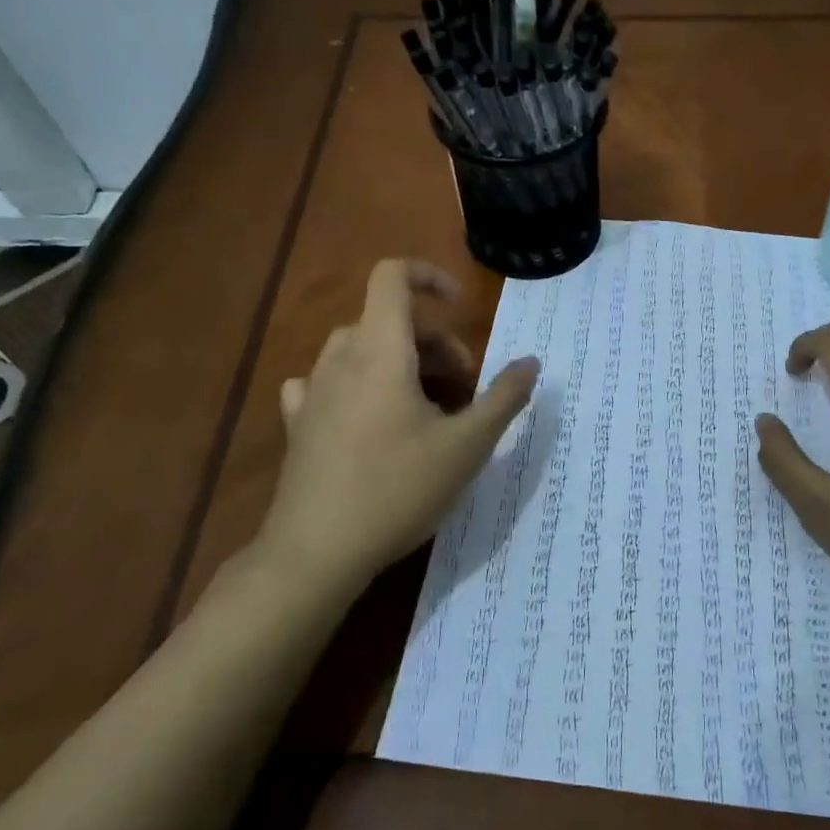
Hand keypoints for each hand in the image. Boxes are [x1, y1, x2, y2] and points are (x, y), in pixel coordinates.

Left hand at [252, 258, 538, 596]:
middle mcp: (340, 359)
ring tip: (426, 404)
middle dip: (434, 340)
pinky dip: (355, 383)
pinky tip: (366, 413)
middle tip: (465, 384)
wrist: (316, 552)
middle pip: (386, 319)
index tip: (461, 306)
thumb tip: (531, 362)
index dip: (429, 277)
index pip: (392, 277)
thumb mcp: (467, 446)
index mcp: (380, 351)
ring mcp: (313, 391)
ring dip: (399, 360)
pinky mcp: (298, 424)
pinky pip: (327, 381)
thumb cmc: (397, 489)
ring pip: (359, 349)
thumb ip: (504, 398)